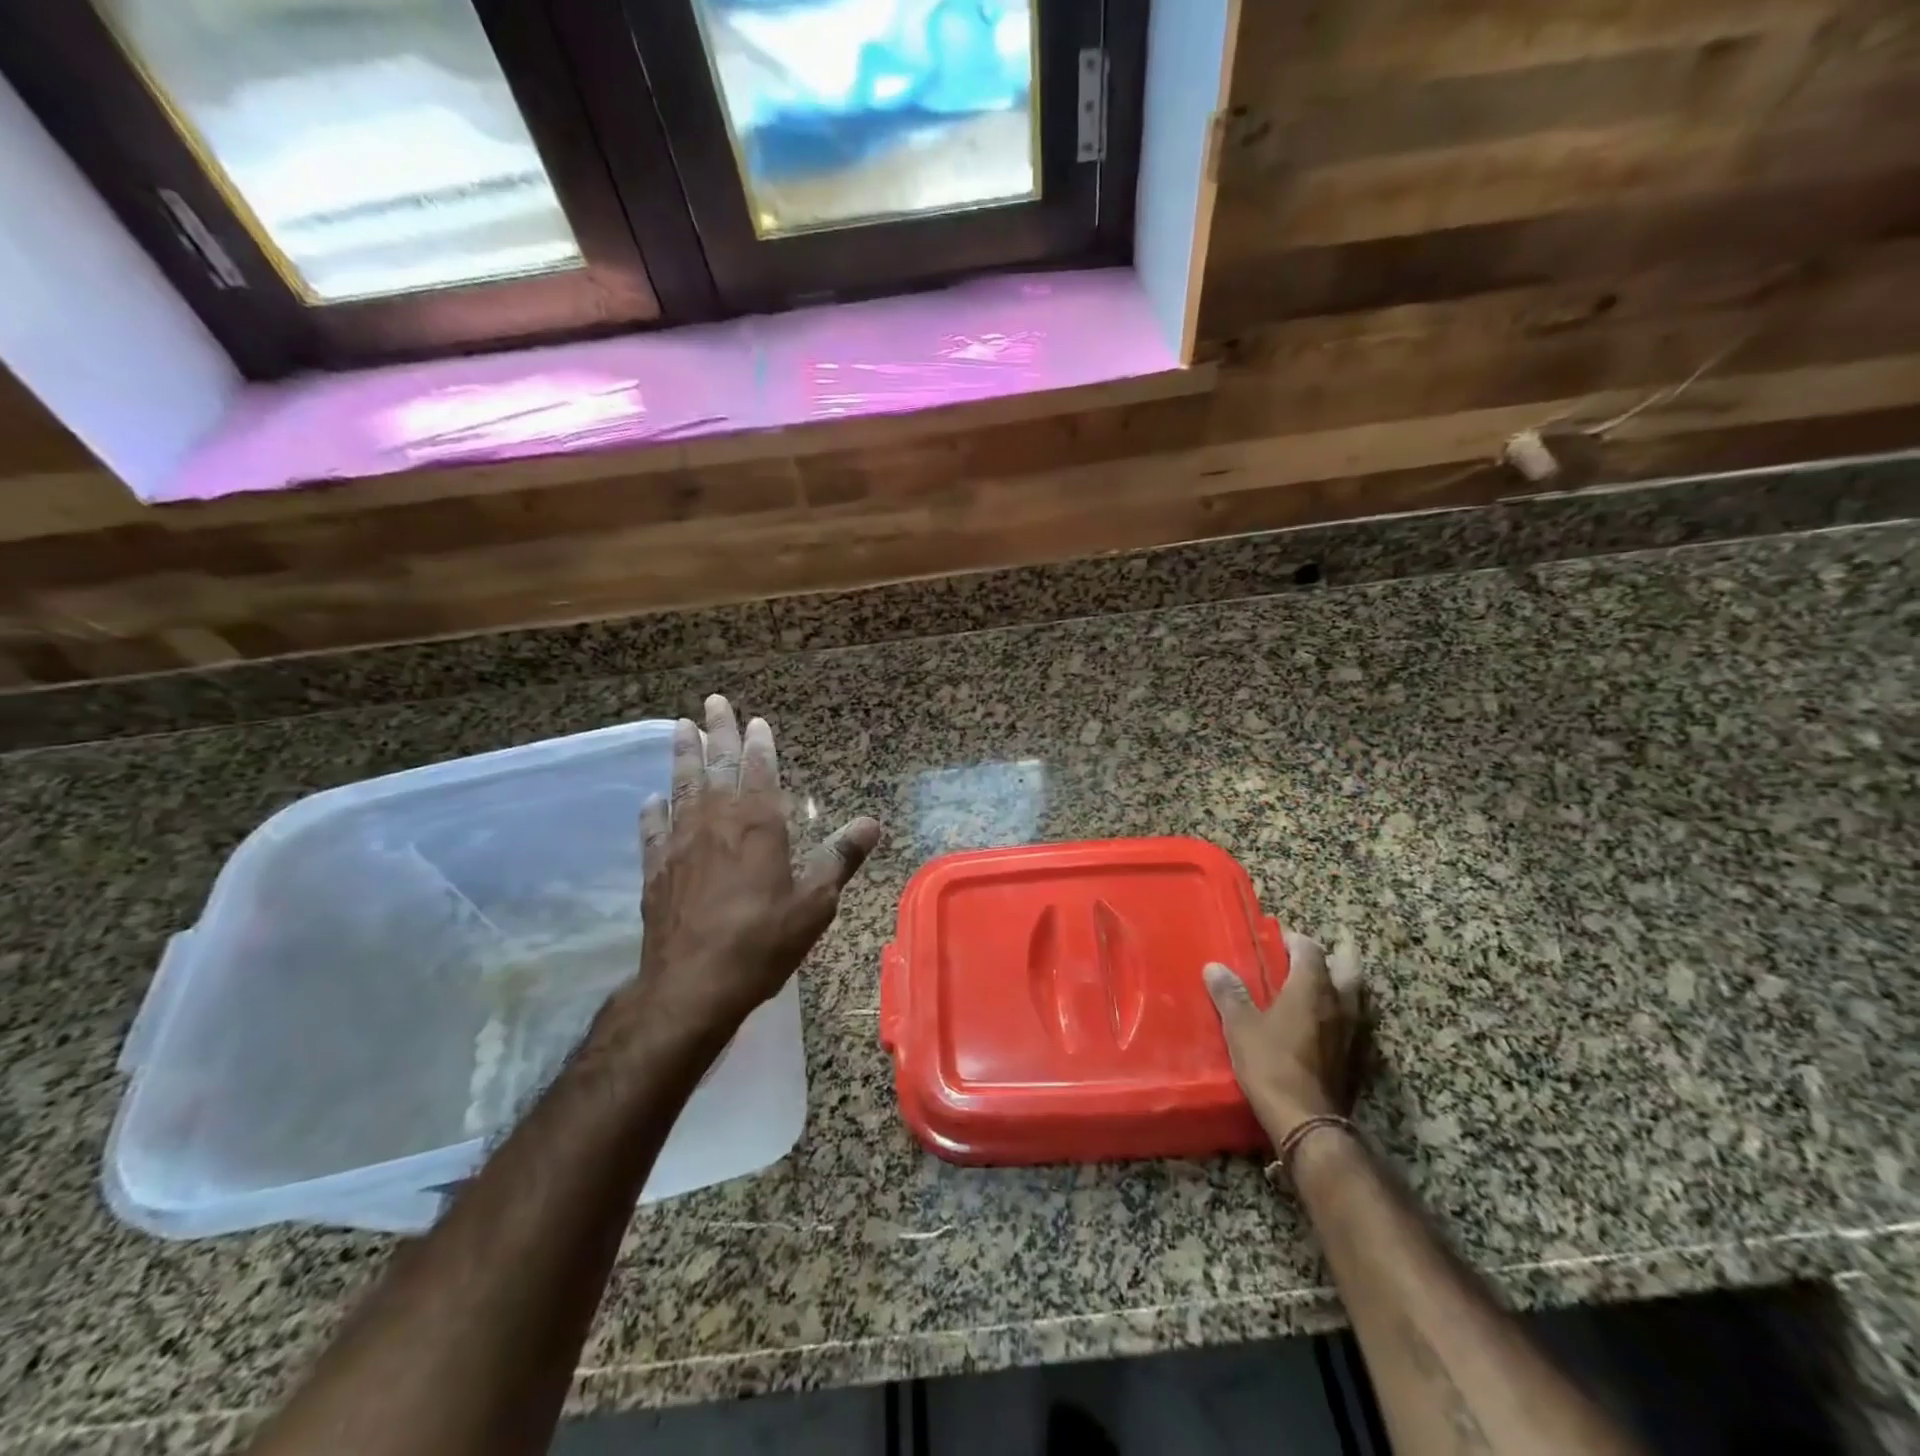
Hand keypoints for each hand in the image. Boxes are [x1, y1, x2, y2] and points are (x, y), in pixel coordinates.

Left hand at [620, 694, 881, 1049]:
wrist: (692, 986)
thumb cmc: (762, 942)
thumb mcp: (815, 903)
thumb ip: (839, 858)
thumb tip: (870, 823)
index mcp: (758, 825)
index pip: (759, 770)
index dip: (758, 744)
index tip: (755, 720)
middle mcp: (716, 822)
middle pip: (716, 766)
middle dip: (716, 731)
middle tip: (712, 701)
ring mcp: (681, 843)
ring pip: (682, 786)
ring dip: (682, 755)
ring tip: (679, 727)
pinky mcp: (656, 869)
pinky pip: (653, 829)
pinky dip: (654, 811)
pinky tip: (652, 799)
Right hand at [1205, 931, 1365, 1145]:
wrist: (1308, 1121)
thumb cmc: (1271, 1064)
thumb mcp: (1241, 1027)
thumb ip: (1230, 994)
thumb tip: (1215, 967)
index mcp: (1312, 988)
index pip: (1310, 949)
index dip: (1296, 940)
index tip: (1279, 941)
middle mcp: (1341, 1003)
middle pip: (1349, 967)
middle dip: (1336, 954)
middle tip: (1317, 954)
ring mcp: (1356, 1031)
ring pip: (1360, 995)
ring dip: (1346, 984)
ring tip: (1327, 984)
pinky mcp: (1361, 1058)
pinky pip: (1360, 1023)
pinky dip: (1349, 1013)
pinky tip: (1334, 1023)